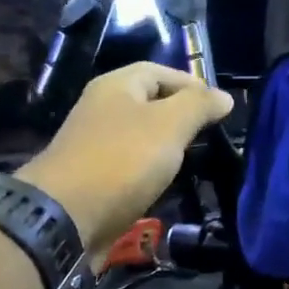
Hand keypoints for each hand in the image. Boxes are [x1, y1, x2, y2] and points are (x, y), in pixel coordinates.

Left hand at [17, 63, 233, 256]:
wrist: (66, 217)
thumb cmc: (122, 161)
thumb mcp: (170, 124)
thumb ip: (198, 105)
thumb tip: (223, 96)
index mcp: (116, 86)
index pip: (159, 71)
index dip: (191, 84)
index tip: (220, 108)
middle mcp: (101, 110)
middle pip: (149, 104)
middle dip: (181, 117)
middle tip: (211, 136)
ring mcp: (95, 146)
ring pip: (140, 138)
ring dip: (167, 148)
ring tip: (196, 162)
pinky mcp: (93, 179)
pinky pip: (130, 167)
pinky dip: (151, 173)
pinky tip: (167, 186)